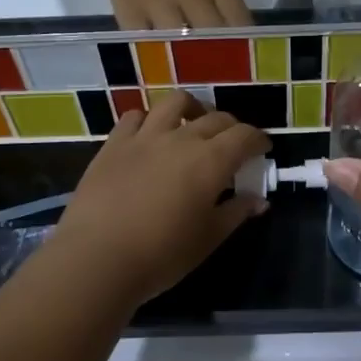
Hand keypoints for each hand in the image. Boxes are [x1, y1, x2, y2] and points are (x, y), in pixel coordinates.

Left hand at [50, 91, 269, 307]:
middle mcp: (181, 139)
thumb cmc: (162, 254)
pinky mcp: (114, 144)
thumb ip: (236, 213)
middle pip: (215, 118)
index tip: (262, 149)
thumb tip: (258, 200)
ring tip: (193, 124)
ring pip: (175, 103)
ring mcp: (145, 137)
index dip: (258, 139)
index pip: (245, 136)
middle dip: (232, 127)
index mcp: (211, 161)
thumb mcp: (208, 238)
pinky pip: (135, 117)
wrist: (97, 257)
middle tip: (233, 145)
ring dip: (192, 109)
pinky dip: (149, 120)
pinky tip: (150, 135)